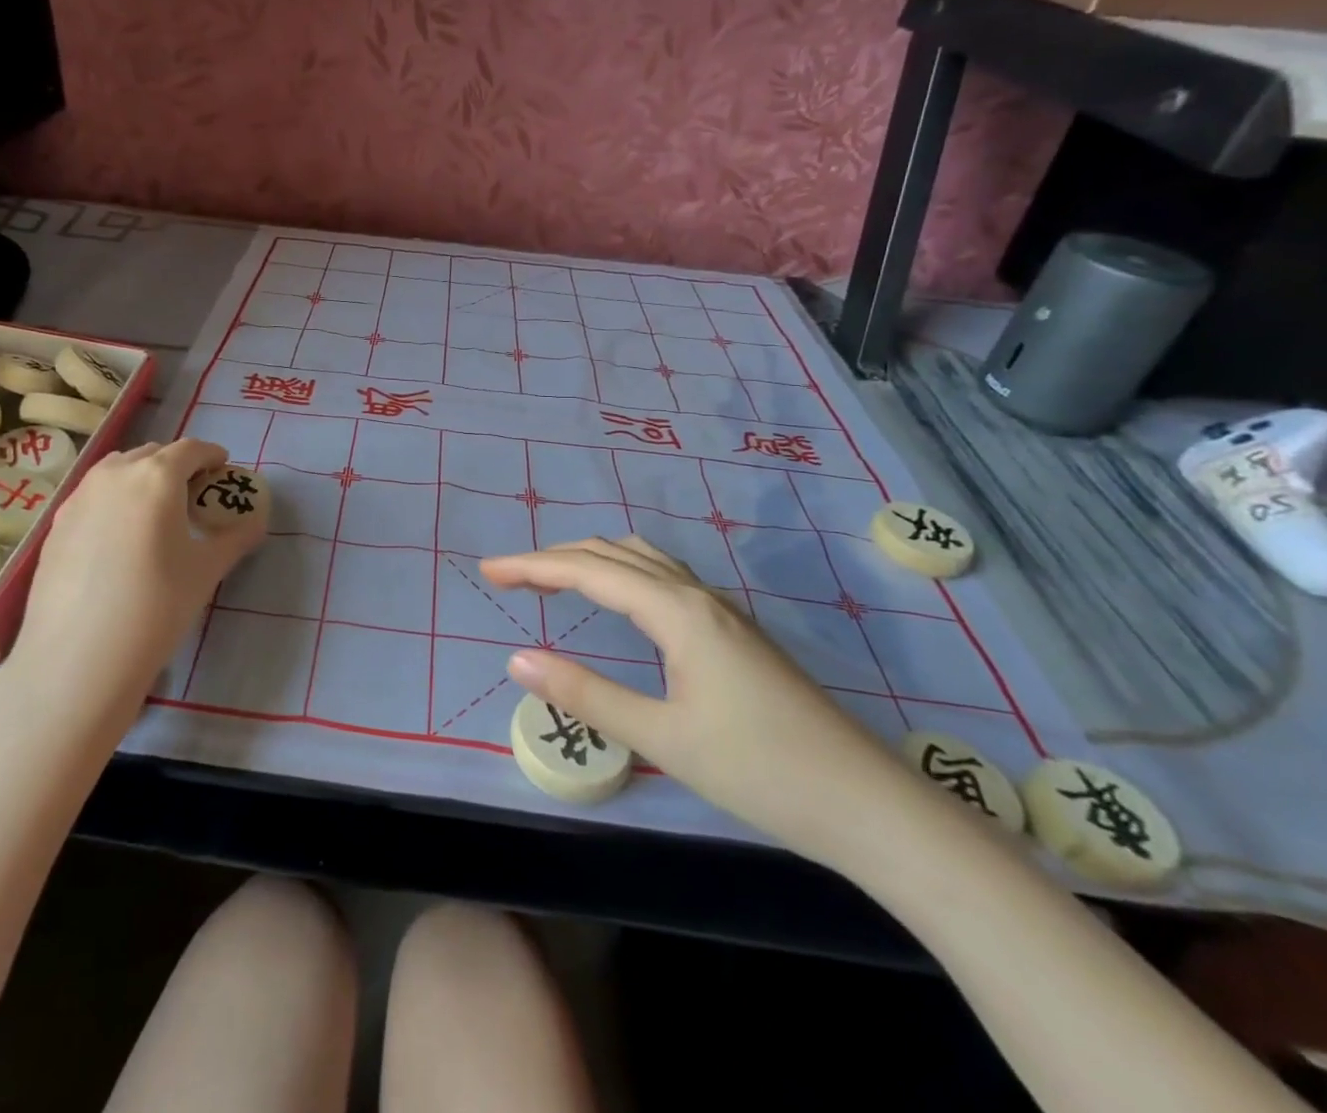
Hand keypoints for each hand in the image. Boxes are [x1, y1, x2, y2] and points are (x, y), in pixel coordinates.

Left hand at [11, 439, 266, 722]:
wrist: (78, 657)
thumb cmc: (156, 606)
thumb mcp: (206, 571)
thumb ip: (235, 538)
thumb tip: (256, 522)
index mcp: (156, 476)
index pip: (191, 449)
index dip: (211, 456)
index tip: (222, 470)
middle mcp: (114, 475)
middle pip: (152, 454)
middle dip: (177, 466)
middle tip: (193, 495)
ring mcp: (79, 497)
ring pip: (117, 471)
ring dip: (142, 478)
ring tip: (155, 513)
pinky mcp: (56, 525)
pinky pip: (93, 496)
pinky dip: (114, 501)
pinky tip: (119, 539)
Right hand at [482, 537, 930, 871]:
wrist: (868, 804)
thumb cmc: (761, 770)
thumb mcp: (662, 737)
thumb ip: (586, 694)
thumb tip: (516, 659)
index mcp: (676, 611)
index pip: (588, 570)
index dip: (533, 566)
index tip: (489, 571)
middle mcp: (696, 595)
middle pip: (613, 554)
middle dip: (555, 558)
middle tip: (510, 576)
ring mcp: (720, 611)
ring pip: (642, 561)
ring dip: (591, 560)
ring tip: (554, 579)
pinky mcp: (733, 632)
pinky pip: (663, 578)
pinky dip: (622, 574)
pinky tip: (620, 599)